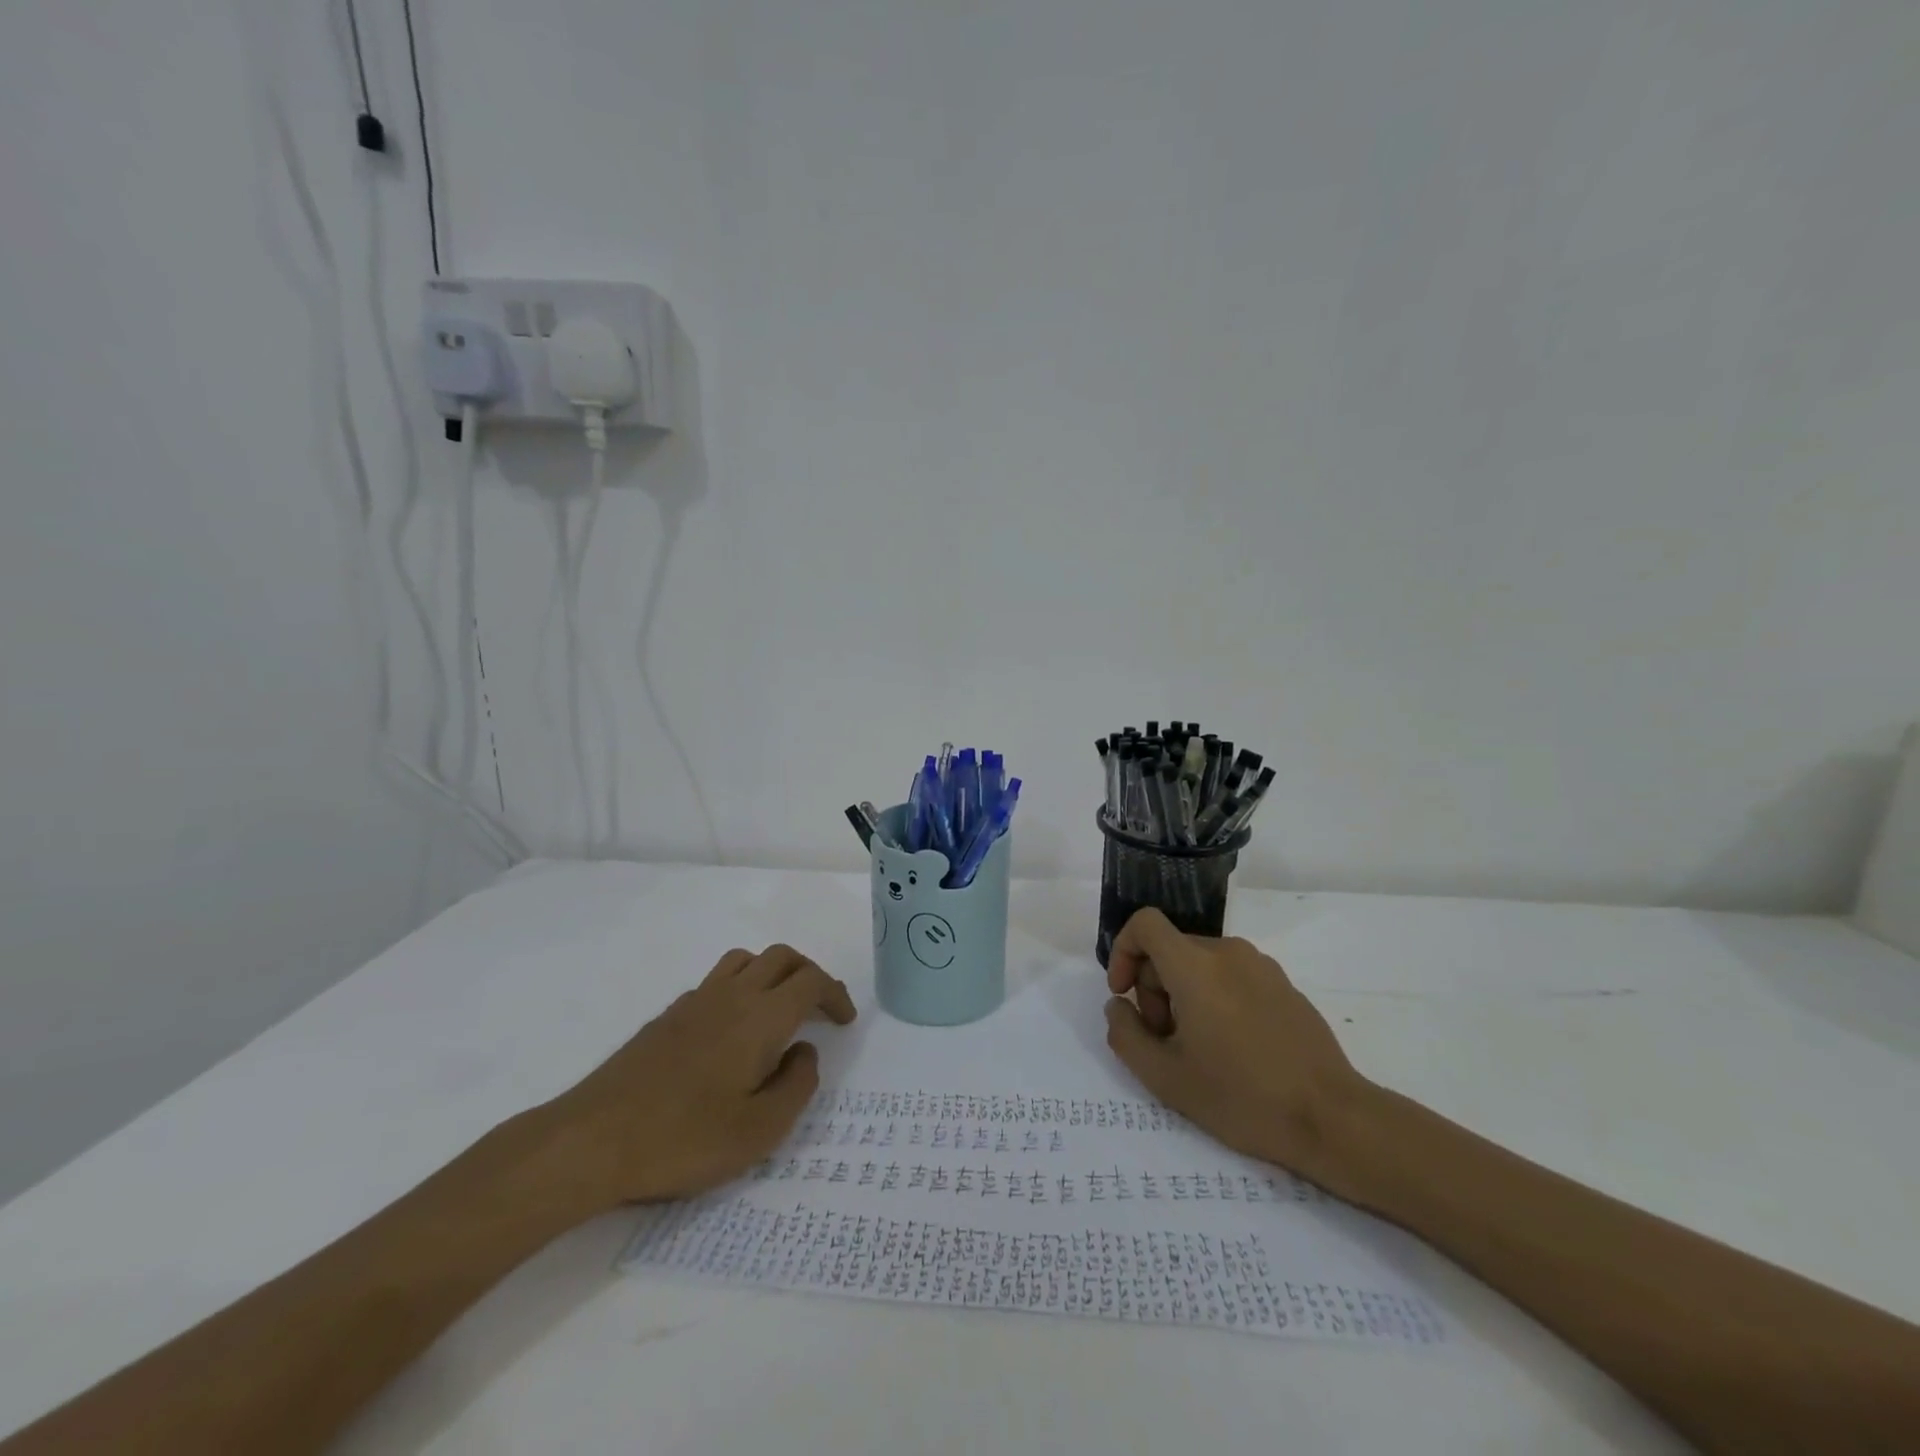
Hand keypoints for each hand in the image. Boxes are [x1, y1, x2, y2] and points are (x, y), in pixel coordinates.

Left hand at [542, 945, 856, 1208]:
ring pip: (746, 960)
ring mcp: (695, 1001)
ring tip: (778, 1010)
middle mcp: (732, 995)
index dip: (835, 994)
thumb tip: (805, 1051)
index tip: (844, 1021)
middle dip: (809, 974)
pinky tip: (731, 1032)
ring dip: (772, 973)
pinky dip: (739, 989)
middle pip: (782, 957)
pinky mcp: (667, 1016)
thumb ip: (797, 1085)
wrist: (592, 1140)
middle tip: (820, 1009)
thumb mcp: (759, 1130)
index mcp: (761, 1017)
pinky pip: (716, 981)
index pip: (811, 981)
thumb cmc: (684, 1139)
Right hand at [1103, 909, 1367, 1183]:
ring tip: (1198, 1048)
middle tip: (1164, 1039)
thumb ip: (1125, 1035)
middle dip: (1153, 987)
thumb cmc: (1242, 1097)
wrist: (1332, 1119)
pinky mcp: (1284, 985)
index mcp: (1195, 966)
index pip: (1145, 924)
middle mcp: (1228, 952)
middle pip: (1171, 949)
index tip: (1124, 994)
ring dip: (1183, 994)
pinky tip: (1232, 1048)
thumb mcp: (1165, 1078)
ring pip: (1200, 964)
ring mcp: (1261, 966)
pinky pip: (1232, 976)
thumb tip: (1119, 1006)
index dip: (1123, 950)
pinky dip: (1216, 998)